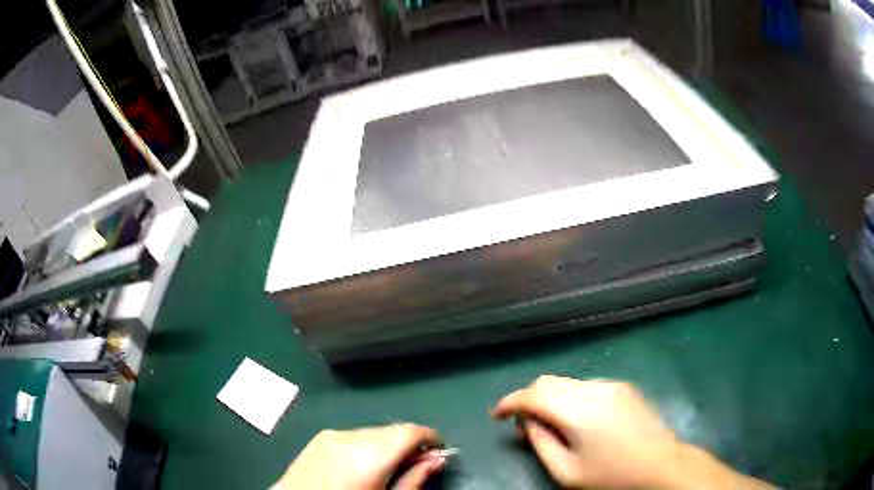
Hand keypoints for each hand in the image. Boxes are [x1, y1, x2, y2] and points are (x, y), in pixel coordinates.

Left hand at [274, 424, 445, 489]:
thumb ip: (414, 479)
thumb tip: (437, 459)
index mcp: (369, 455)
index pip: (409, 431)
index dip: (430, 437)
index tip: (439, 450)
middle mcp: (350, 437)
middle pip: (392, 430)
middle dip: (409, 443)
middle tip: (417, 464)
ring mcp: (331, 435)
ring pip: (374, 432)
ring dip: (388, 444)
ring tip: (389, 468)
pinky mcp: (319, 438)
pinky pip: (353, 435)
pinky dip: (367, 445)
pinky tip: (364, 465)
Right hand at [491, 376, 772, 489]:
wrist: (661, 465)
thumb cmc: (612, 475)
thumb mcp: (566, 472)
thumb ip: (540, 444)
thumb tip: (527, 423)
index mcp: (578, 410)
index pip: (533, 394)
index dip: (509, 402)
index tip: (496, 415)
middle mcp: (594, 389)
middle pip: (549, 382)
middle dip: (528, 398)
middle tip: (522, 423)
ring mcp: (612, 385)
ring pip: (567, 382)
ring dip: (550, 397)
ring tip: (549, 423)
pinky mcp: (624, 387)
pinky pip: (586, 386)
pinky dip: (570, 396)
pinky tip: (576, 418)